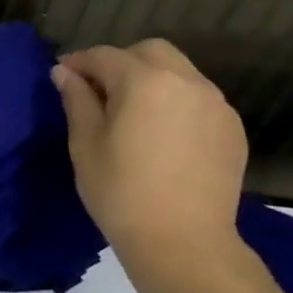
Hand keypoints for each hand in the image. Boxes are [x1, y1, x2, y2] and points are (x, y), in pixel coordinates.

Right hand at [51, 38, 247, 267]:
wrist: (183, 241)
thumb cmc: (120, 191)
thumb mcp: (85, 143)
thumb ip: (77, 100)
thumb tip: (65, 73)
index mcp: (144, 82)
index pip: (105, 56)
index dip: (79, 62)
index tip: (61, 75)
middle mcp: (186, 82)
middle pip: (150, 52)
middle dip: (120, 62)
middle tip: (97, 91)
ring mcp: (216, 104)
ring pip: (178, 72)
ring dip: (150, 79)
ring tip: (130, 112)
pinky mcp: (231, 128)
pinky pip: (198, 98)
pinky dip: (174, 100)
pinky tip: (159, 132)